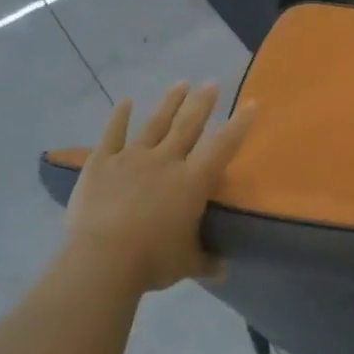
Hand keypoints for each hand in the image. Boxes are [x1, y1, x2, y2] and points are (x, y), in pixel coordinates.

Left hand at [61, 82, 253, 294]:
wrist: (102, 259)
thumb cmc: (152, 260)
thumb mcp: (187, 263)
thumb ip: (206, 261)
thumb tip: (223, 269)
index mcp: (193, 181)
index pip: (223, 146)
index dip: (239, 124)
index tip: (252, 103)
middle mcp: (166, 161)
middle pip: (188, 124)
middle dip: (202, 103)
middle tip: (212, 84)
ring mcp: (132, 158)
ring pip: (155, 123)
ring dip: (170, 102)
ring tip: (181, 83)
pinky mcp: (102, 163)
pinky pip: (112, 134)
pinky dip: (119, 116)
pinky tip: (126, 101)